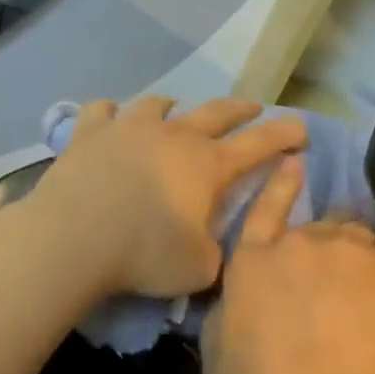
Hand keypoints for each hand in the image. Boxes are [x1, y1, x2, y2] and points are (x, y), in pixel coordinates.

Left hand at [29, 97, 306, 299]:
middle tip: (254, 108)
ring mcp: (128, 128)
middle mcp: (173, 135)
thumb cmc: (144, 255)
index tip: (302, 128)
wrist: (72, 238)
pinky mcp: (89, 133)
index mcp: (207, 165)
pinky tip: (111, 117)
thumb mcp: (200, 268)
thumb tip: (211, 236)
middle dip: (241, 109)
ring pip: (159, 105)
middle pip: (216, 111)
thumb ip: (218, 249)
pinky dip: (113, 112)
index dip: (285, 134)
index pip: (259, 143)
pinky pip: (103, 110)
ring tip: (176, 111)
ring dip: (175, 107)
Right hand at [200, 158, 374, 373]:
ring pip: (355, 233)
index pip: (263, 210)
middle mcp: (299, 244)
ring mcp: (350, 251)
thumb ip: (222, 317)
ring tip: (362, 285)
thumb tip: (232, 301)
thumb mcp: (217, 361)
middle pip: (314, 227)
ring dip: (354, 252)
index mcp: (252, 262)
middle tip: (328, 282)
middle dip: (319, 246)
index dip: (278, 185)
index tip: (293, 161)